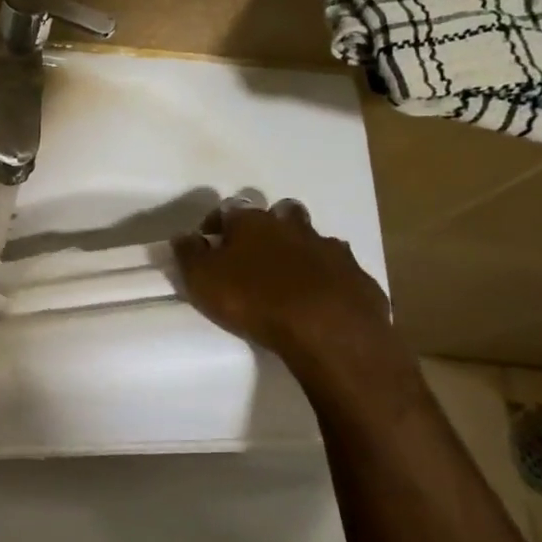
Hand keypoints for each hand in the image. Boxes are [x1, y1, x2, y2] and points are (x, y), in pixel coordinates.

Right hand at [171, 197, 395, 375]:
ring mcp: (331, 249)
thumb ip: (189, 254)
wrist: (330, 331)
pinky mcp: (358, 277)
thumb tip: (183, 235)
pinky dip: (329, 278)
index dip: (217, 223)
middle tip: (257, 252)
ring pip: (314, 239)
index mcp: (253, 223)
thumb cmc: (255, 300)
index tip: (209, 241)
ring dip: (302, 250)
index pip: (229, 209)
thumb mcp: (203, 280)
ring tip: (291, 278)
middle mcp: (293, 227)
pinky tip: (322, 298)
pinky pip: (340, 270)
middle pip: (281, 212)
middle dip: (269, 226)